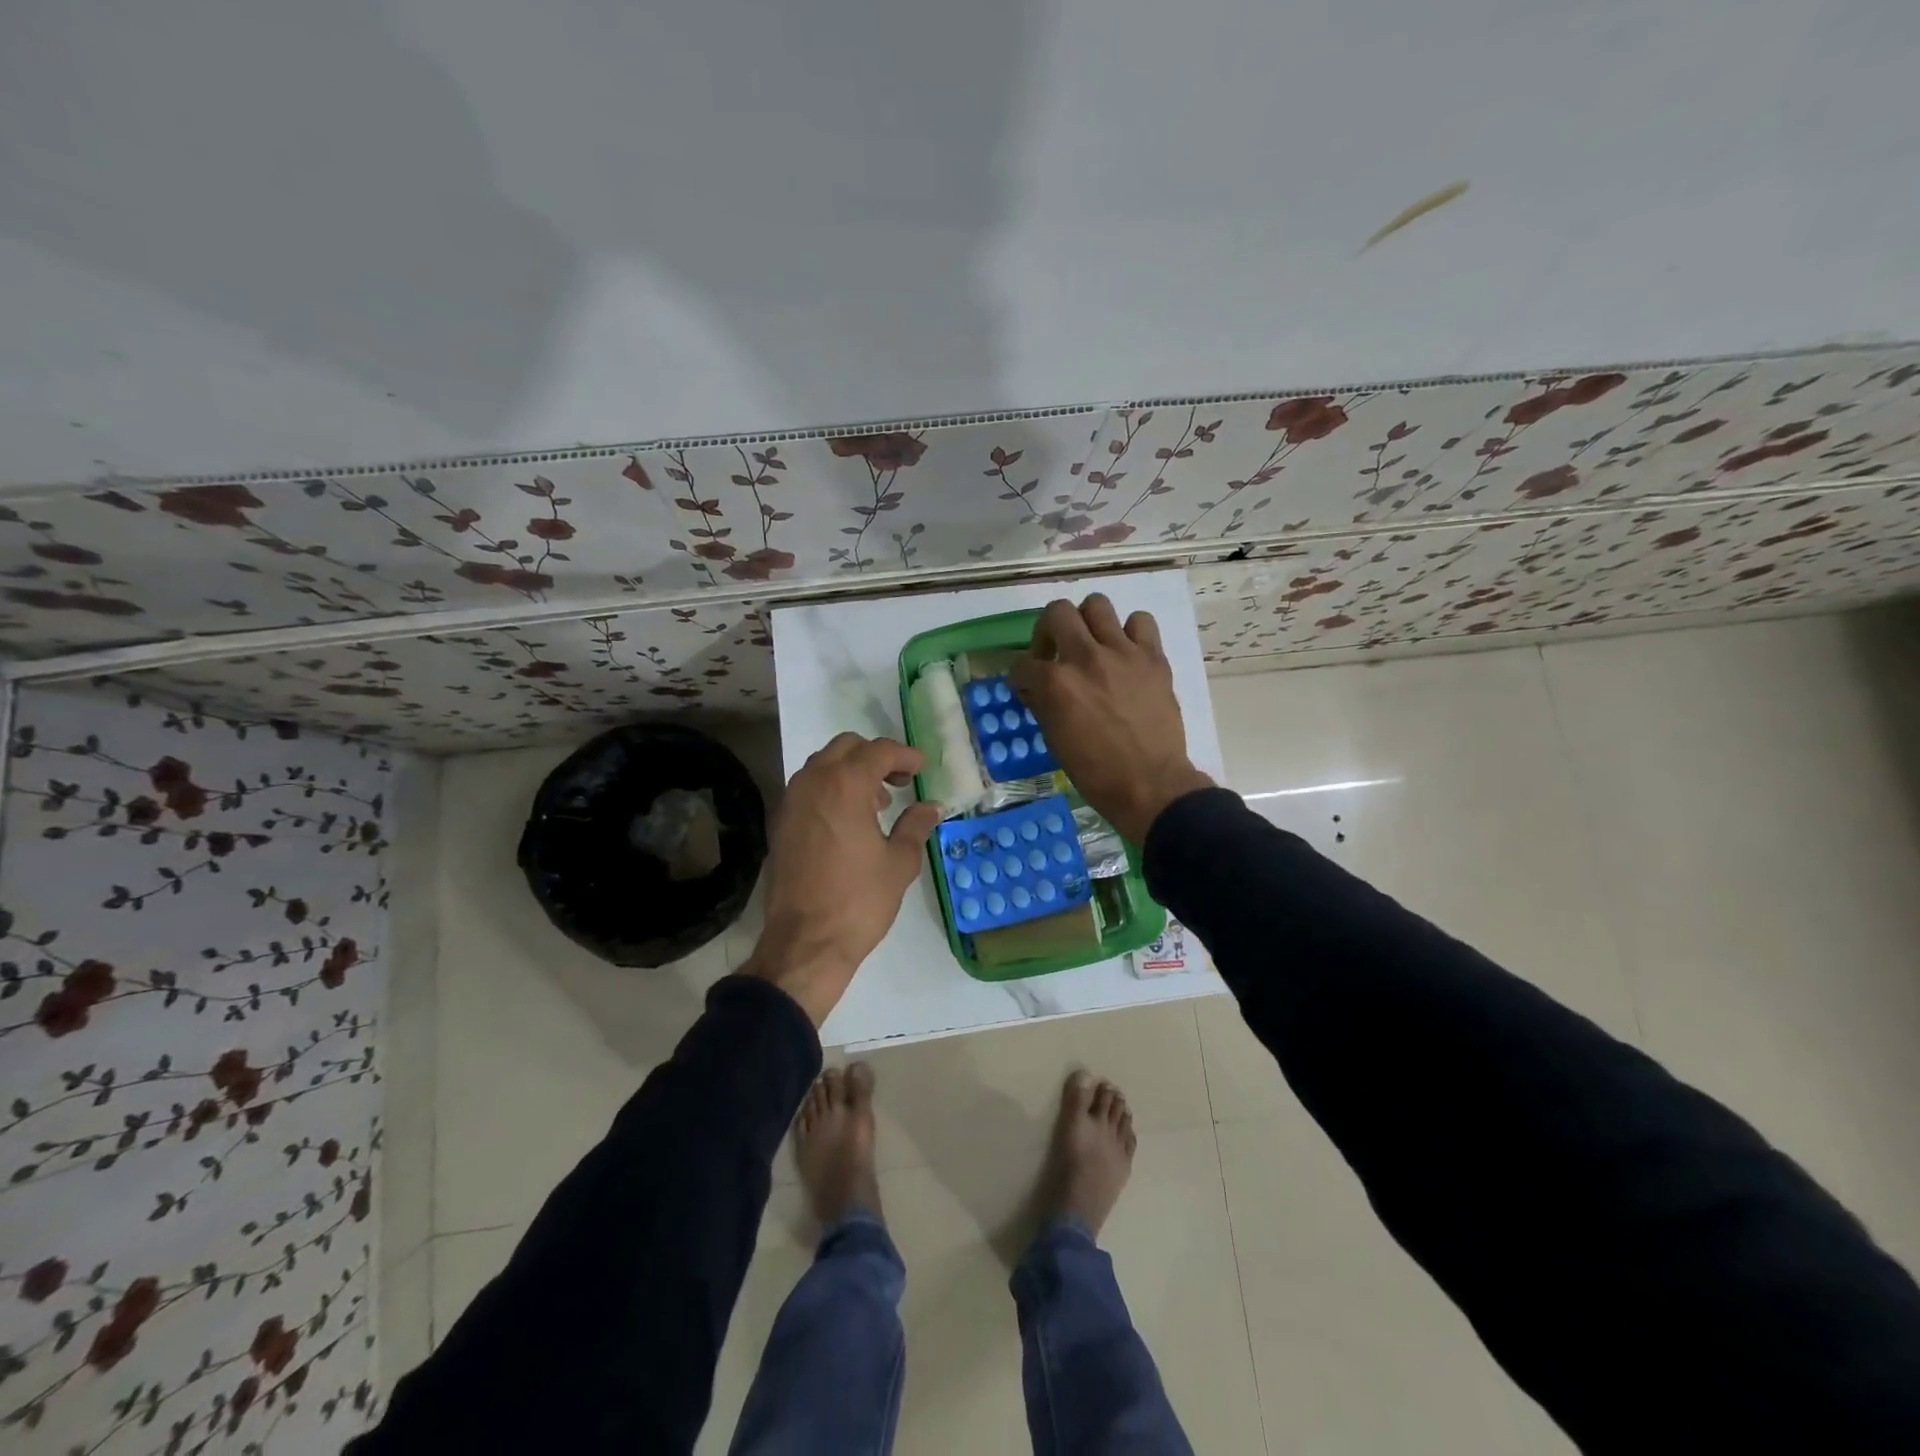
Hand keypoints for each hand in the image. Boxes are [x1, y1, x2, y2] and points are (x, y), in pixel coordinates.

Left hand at [742, 733, 943, 1024]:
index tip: (920, 768)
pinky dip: (830, 790)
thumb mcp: (899, 862)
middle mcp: (813, 782)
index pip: (878, 751)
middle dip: (875, 757)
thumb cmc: (859, 901)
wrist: (805, 943)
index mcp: (845, 785)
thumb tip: (931, 807)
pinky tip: (848, 821)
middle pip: (846, 748)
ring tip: (875, 804)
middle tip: (898, 781)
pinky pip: (807, 789)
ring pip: (822, 765)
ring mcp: (791, 801)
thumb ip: (915, 826)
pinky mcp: (780, 823)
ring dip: (850, 772)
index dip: (904, 755)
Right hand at [1013, 595, 1213, 842]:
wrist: (1150, 785)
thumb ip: (1041, 704)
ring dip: (1088, 622)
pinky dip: (1130, 632)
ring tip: (1092, 644)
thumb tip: (1034, 687)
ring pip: (1097, 605)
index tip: (1027, 684)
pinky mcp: (1153, 657)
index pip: (1022, 663)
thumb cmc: (1095, 772)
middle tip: (1056, 651)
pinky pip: (1141, 622)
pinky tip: (1126, 652)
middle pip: (1057, 612)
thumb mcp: (1054, 740)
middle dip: (1048, 630)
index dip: (1020, 675)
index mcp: (1056, 683)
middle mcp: (1086, 657)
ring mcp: (1122, 653)